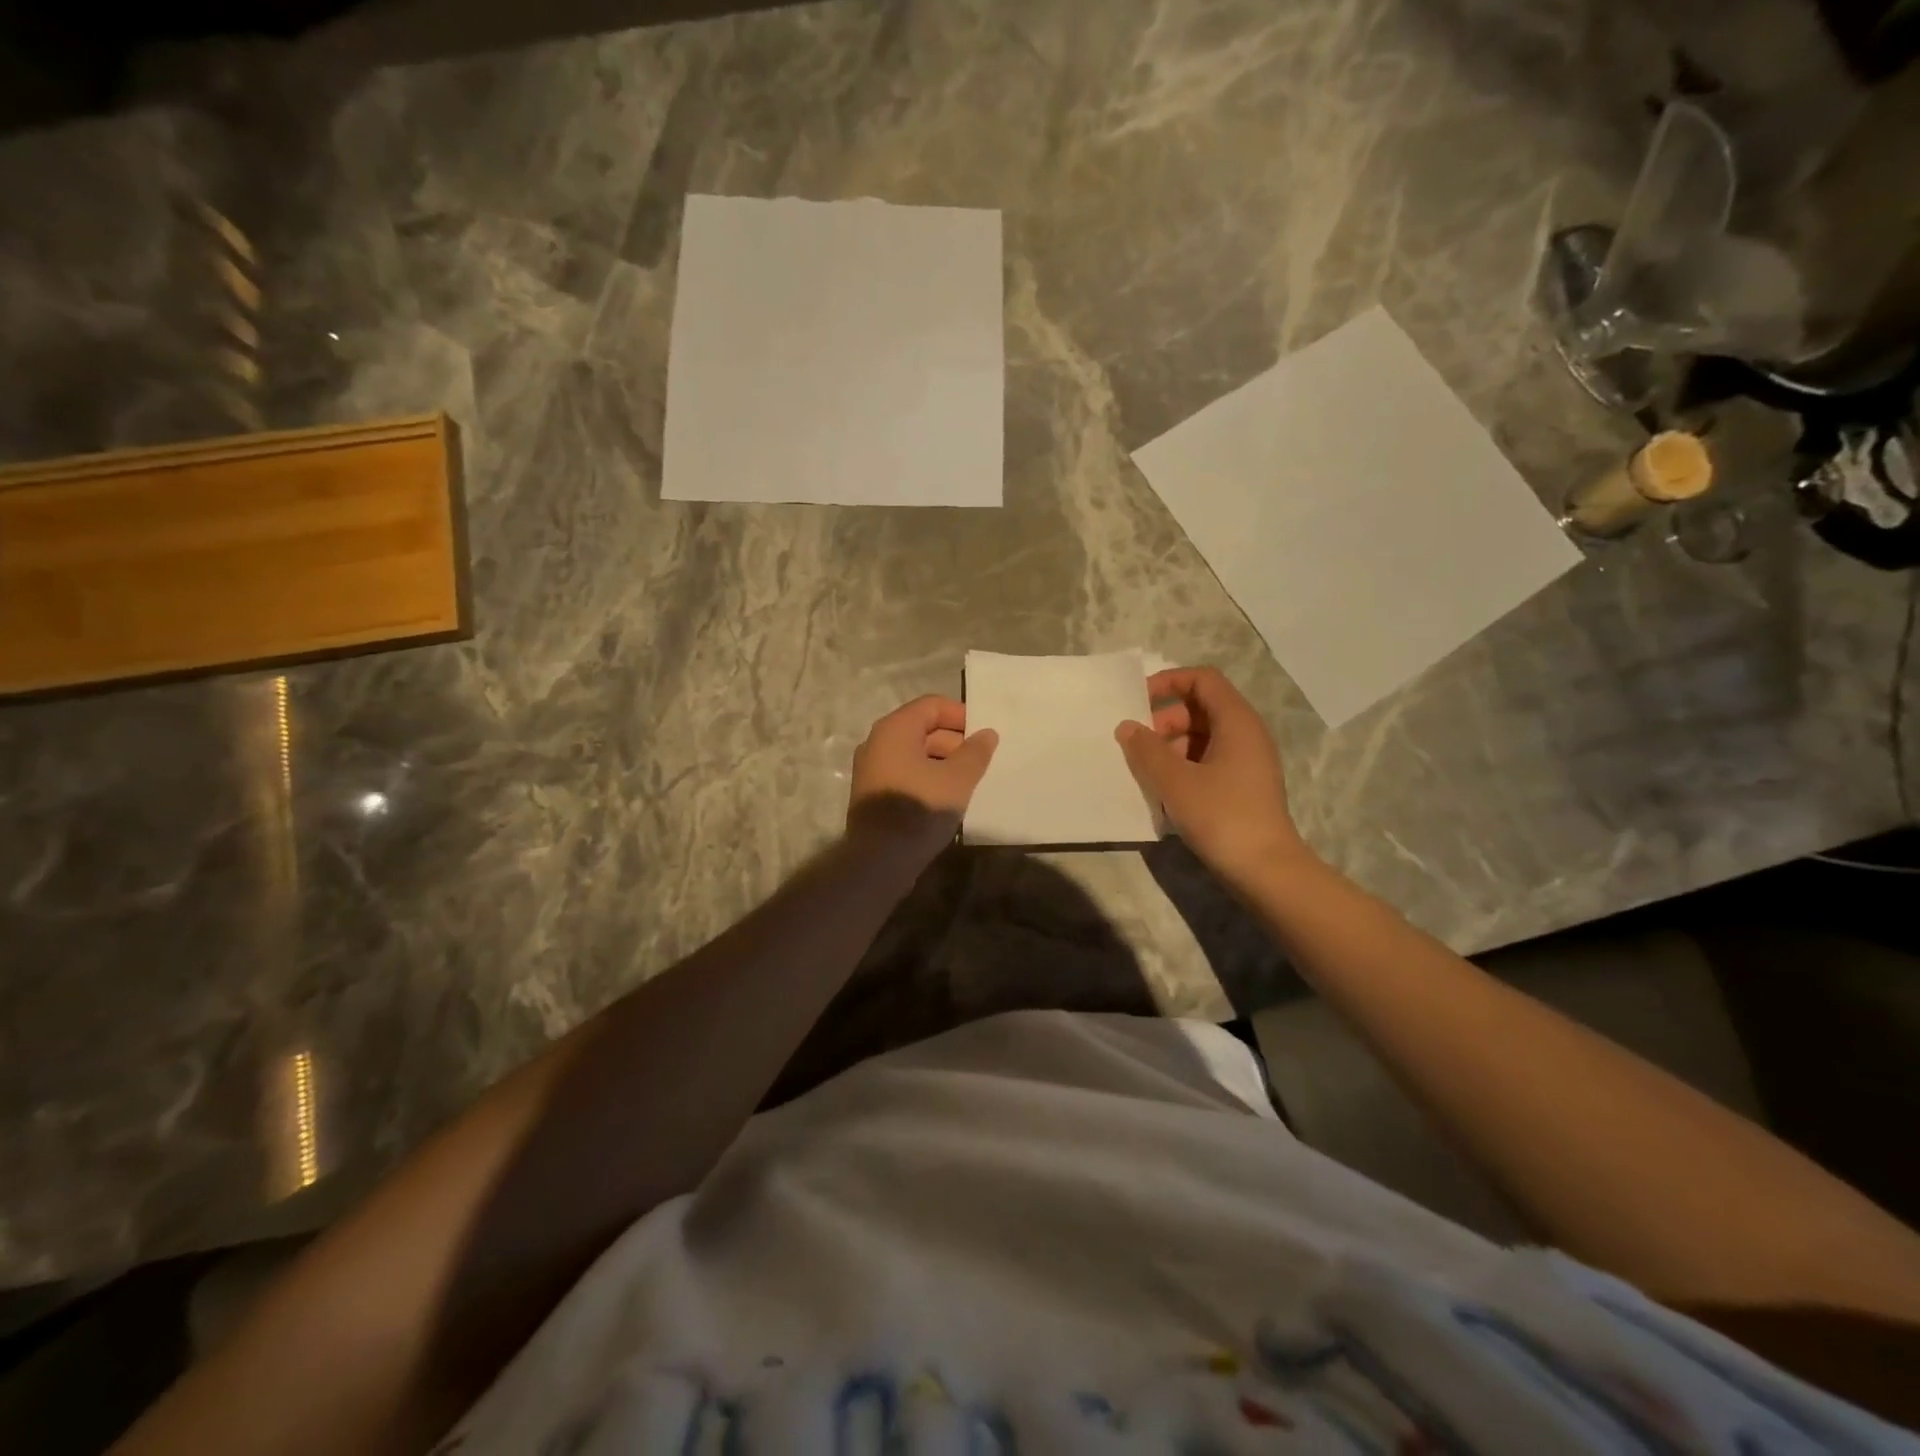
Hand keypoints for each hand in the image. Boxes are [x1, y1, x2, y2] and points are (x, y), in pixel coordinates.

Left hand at [847, 695, 997, 869]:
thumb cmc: (920, 808)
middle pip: (922, 728)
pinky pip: (904, 773)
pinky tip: (946, 797)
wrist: (880, 859)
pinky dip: (926, 777)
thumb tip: (987, 734)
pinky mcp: (872, 793)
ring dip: (942, 762)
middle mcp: (877, 742)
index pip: (932, 705)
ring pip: (914, 753)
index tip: (984, 736)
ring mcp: (871, 768)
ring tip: (967, 782)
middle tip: (979, 762)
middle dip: (954, 741)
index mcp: (895, 729)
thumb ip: (975, 752)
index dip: (961, 716)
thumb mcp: (957, 779)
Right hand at [1115, 667, 1310, 882]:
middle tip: (1137, 746)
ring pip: (1201, 737)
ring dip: (1170, 747)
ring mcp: (1246, 762)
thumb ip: (1146, 750)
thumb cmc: (1222, 816)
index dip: (1168, 682)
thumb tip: (1127, 727)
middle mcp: (1246, 734)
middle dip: (1164, 720)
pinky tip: (1163, 793)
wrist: (1266, 870)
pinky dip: (1183, 767)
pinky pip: (1207, 761)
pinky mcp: (1242, 787)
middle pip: (1200, 708)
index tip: (1137, 703)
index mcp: (1237, 721)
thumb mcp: (1175, 781)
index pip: (1202, 679)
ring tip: (1145, 773)